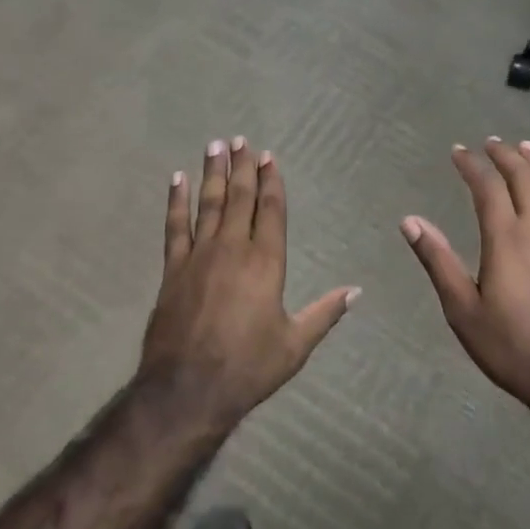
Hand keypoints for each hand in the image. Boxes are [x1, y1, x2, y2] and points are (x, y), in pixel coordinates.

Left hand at [141, 138, 358, 429]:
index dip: (271, 181)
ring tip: (215, 146)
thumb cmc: (248, 367)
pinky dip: (175, 201)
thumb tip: (356, 291)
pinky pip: (175, 226)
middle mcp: (233, 248)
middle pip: (239, 198)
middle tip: (240, 140)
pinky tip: (176, 180)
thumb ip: (325, 313)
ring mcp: (199, 255)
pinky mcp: (173, 269)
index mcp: (266, 262)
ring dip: (212, 173)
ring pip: (208, 204)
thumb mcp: (295, 344)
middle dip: (242, 167)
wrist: (187, 389)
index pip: (271, 210)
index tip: (269, 157)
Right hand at [402, 139, 529, 411]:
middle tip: (491, 143)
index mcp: (506, 240)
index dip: (472, 165)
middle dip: (507, 156)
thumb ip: (438, 261)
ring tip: (526, 148)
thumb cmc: (511, 346)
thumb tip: (410, 221)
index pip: (488, 188)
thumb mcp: (463, 309)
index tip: (458, 152)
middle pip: (526, 178)